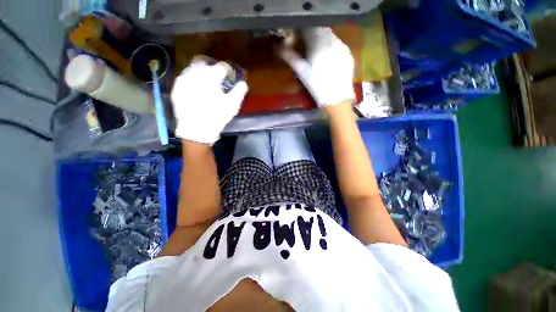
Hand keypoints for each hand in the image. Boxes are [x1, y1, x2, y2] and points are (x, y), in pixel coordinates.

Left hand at [171, 56, 247, 144]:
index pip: (221, 67)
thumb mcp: (232, 105)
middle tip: (216, 77)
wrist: (196, 129)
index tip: (230, 77)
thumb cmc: (217, 116)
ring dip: (200, 73)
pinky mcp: (177, 89)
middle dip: (211, 67)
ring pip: (192, 69)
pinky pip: (184, 79)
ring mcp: (184, 80)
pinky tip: (195, 90)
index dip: (227, 71)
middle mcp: (195, 74)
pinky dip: (191, 81)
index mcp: (211, 77)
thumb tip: (243, 83)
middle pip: (203, 62)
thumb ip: (239, 92)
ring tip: (205, 84)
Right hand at [279, 27, 354, 106]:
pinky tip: (329, 59)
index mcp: (319, 43)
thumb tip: (277, 48)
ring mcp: (342, 47)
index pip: (308, 29)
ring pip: (330, 37)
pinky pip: (338, 45)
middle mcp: (332, 40)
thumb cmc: (317, 86)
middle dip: (312, 36)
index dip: (301, 33)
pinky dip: (331, 48)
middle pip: (320, 31)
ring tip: (318, 55)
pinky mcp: (348, 54)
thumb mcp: (302, 72)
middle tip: (307, 48)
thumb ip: (291, 57)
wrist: (336, 98)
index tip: (297, 40)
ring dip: (322, 41)